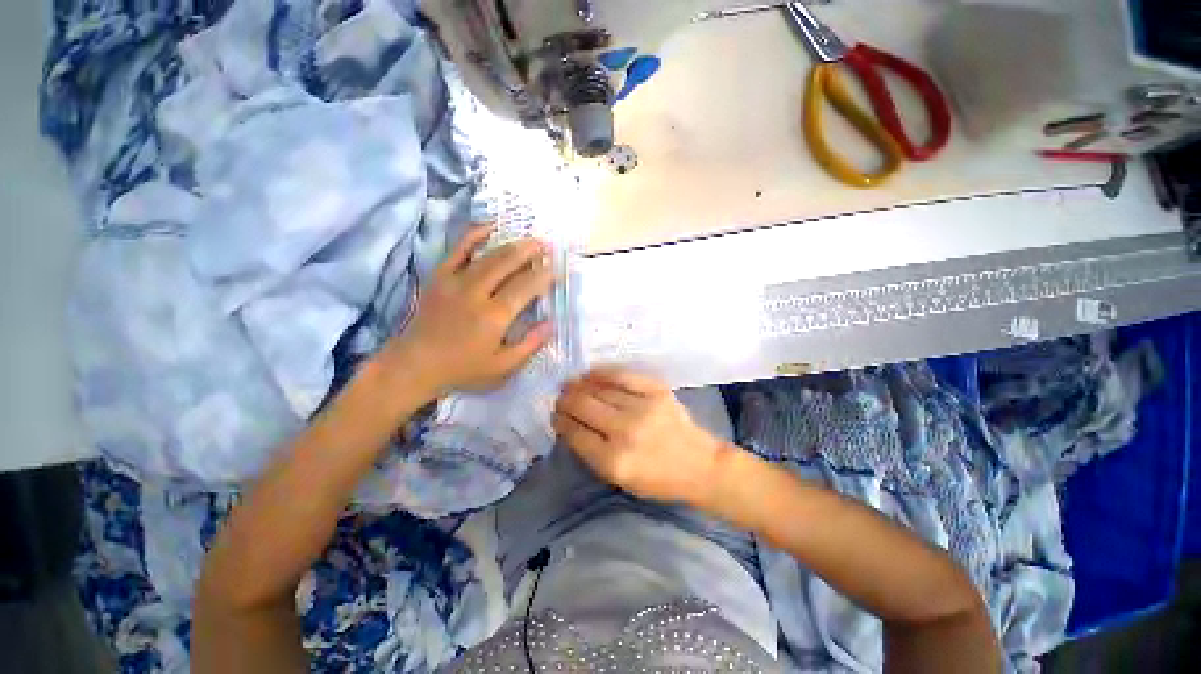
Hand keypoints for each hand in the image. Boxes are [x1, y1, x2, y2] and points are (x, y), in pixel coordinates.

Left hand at [381, 225, 554, 397]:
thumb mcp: (502, 367)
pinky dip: (474, 235)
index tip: (556, 269)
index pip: (525, 288)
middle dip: (530, 252)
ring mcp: (455, 281)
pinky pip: (457, 250)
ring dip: (511, 245)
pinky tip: (489, 227)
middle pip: (507, 264)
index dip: (543, 276)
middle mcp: (476, 293)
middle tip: (547, 245)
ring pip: (488, 256)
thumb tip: (551, 324)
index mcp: (493, 316)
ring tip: (529, 239)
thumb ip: (529, 345)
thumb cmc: (463, 369)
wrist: (415, 365)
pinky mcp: (439, 276)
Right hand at [553, 367, 732, 504]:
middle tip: (560, 397)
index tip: (555, 415)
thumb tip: (570, 425)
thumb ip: (593, 454)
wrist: (700, 465)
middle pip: (583, 407)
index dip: (560, 421)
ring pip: (599, 389)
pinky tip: (590, 373)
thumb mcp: (620, 479)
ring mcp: (642, 407)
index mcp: (614, 461)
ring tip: (571, 384)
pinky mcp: (656, 391)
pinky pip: (622, 375)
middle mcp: (625, 431)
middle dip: (565, 400)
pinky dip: (602, 372)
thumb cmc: (658, 479)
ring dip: (579, 385)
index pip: (575, 434)